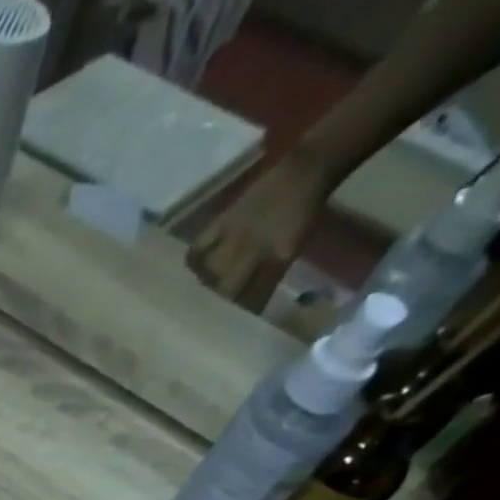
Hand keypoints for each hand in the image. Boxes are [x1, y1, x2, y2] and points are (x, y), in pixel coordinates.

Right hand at [187, 150, 334, 311]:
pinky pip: (198, 247)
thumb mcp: (294, 249)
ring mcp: (235, 235)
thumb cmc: (304, 213)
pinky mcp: (223, 220)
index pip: (251, 299)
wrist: (305, 170)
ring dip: (205, 285)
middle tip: (212, 313)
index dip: (240, 315)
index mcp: (276, 259)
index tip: (230, 328)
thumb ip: (269, 277)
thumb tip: (247, 304)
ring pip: (209, 272)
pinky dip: (193, 260)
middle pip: (225, 290)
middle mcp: (253, 250)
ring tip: (204, 290)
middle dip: (219, 304)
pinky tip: (195, 267)